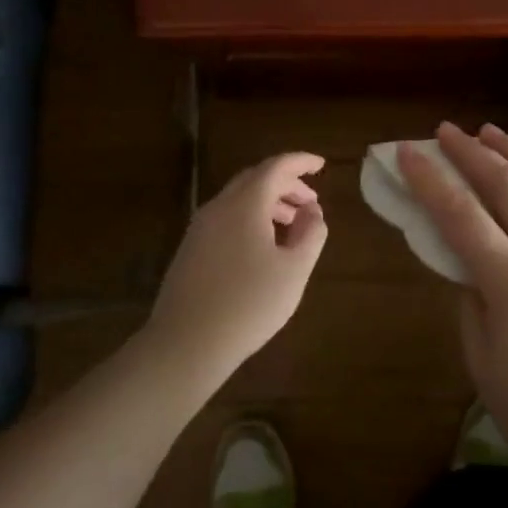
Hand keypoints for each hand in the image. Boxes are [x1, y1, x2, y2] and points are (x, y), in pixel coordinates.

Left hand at [146, 152, 328, 386]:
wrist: (185, 344)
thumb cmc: (248, 304)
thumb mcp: (294, 270)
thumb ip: (311, 234)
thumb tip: (313, 211)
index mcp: (245, 204)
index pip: (276, 167)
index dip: (300, 162)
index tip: (321, 165)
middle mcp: (218, 207)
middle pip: (255, 179)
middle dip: (286, 184)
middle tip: (310, 201)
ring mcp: (199, 228)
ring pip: (238, 200)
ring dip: (268, 203)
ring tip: (292, 225)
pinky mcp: (190, 250)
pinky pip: (225, 219)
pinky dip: (250, 219)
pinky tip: (263, 247)